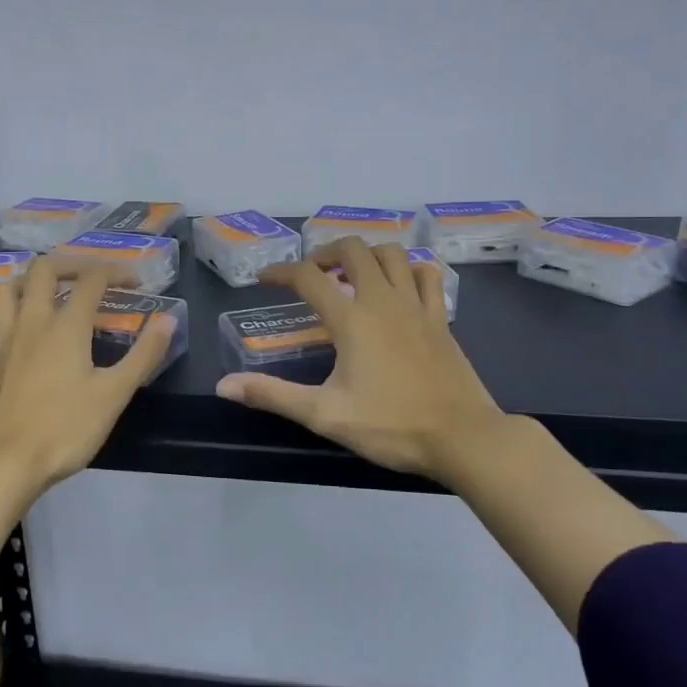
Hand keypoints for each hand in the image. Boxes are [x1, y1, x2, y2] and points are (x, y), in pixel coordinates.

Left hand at [0, 257, 176, 509]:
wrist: (1, 464)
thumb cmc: (63, 430)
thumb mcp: (114, 396)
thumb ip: (143, 355)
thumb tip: (168, 320)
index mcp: (65, 326)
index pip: (92, 280)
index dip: (116, 272)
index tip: (133, 282)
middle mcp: (30, 320)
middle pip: (43, 269)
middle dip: (71, 264)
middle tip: (90, 278)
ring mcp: (1, 337)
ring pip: (7, 286)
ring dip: (30, 280)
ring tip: (48, 293)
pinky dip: (7, 307)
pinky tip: (17, 325)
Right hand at [214, 238, 523, 482]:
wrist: (463, 437)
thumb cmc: (390, 426)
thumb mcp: (324, 415)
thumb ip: (273, 395)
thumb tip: (224, 386)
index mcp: (352, 319)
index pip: (308, 278)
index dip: (280, 272)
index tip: (264, 279)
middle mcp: (383, 300)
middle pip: (353, 249)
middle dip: (325, 252)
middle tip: (311, 274)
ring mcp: (416, 306)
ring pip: (391, 254)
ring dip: (366, 253)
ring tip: (350, 273)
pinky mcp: (440, 318)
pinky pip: (425, 275)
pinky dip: (407, 269)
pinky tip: (398, 286)